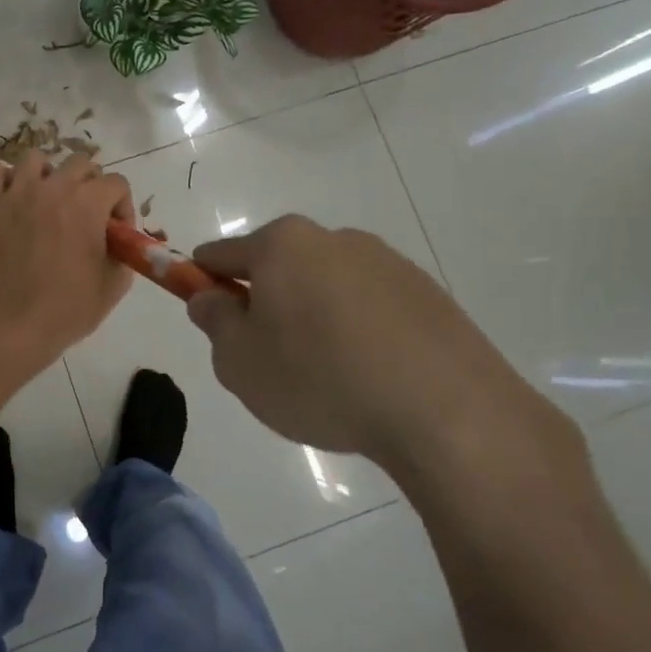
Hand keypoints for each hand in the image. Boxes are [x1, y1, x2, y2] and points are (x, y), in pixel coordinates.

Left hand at [0, 152, 134, 374]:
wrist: (12, 322)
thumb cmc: (68, 308)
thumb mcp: (114, 284)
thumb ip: (123, 253)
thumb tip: (118, 242)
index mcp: (89, 203)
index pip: (117, 182)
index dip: (122, 206)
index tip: (115, 232)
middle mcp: (55, 187)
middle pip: (81, 163)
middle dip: (90, 185)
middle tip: (85, 215)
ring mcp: (18, 192)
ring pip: (37, 159)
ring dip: (49, 175)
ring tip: (49, 201)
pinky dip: (9, 181)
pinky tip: (16, 201)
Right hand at [185, 216, 565, 475]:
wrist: (447, 413)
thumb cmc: (321, 380)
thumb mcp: (239, 362)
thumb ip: (213, 322)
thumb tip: (210, 297)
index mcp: (281, 244)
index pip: (220, 254)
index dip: (203, 283)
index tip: (210, 318)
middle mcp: (333, 238)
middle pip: (277, 266)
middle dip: (264, 302)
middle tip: (270, 359)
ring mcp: (386, 262)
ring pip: (325, 286)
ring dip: (313, 316)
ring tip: (328, 377)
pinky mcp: (427, 292)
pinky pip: (370, 306)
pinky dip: (358, 330)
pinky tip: (370, 376)